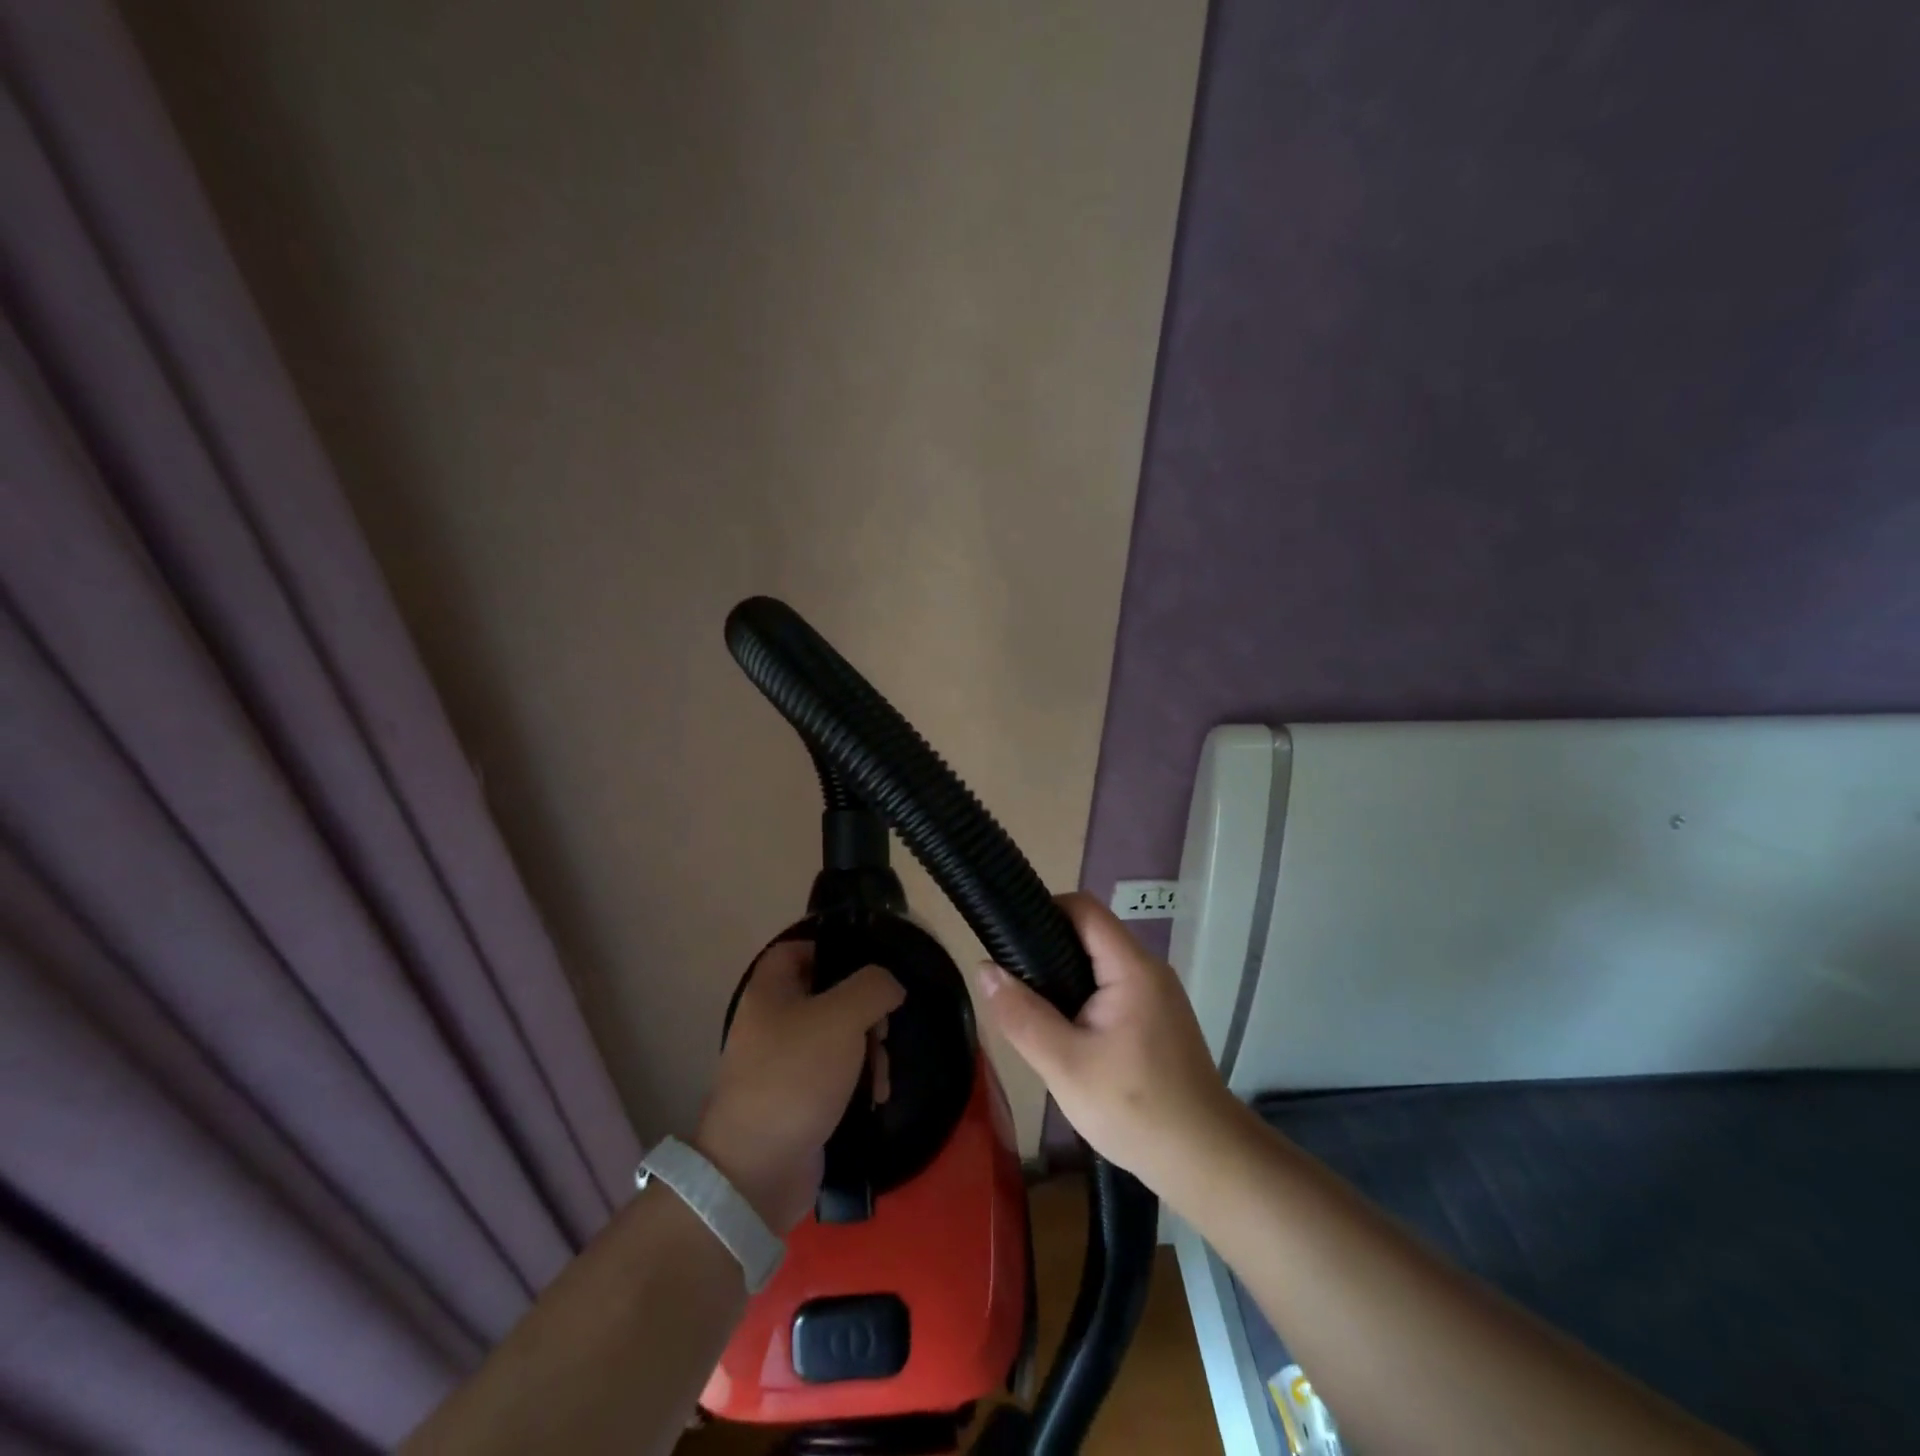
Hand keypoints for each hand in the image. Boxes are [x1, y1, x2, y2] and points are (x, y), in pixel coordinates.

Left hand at [695, 939, 903, 1232]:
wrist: (758, 1169)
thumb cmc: (796, 1076)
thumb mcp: (842, 1017)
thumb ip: (873, 987)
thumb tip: (890, 986)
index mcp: (770, 991)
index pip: (797, 949)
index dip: (832, 950)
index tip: (869, 969)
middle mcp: (772, 1021)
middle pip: (828, 996)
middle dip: (865, 1012)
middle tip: (882, 1030)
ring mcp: (783, 1063)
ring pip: (838, 1038)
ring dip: (869, 1052)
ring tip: (881, 1076)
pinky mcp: (798, 1099)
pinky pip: (836, 1075)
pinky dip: (858, 1082)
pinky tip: (874, 1098)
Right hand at [975, 893, 1233, 1193]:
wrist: (1206, 1162)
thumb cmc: (1135, 1109)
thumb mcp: (1065, 1066)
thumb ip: (1022, 1016)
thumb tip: (984, 969)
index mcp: (1131, 967)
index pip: (1084, 908)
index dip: (1043, 909)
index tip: (1006, 935)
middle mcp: (1148, 970)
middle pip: (1090, 934)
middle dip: (1046, 948)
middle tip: (1011, 979)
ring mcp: (1157, 995)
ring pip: (1099, 964)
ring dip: (1063, 977)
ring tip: (1029, 1006)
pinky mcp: (1158, 1019)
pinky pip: (1112, 989)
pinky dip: (1083, 997)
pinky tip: (1064, 1031)